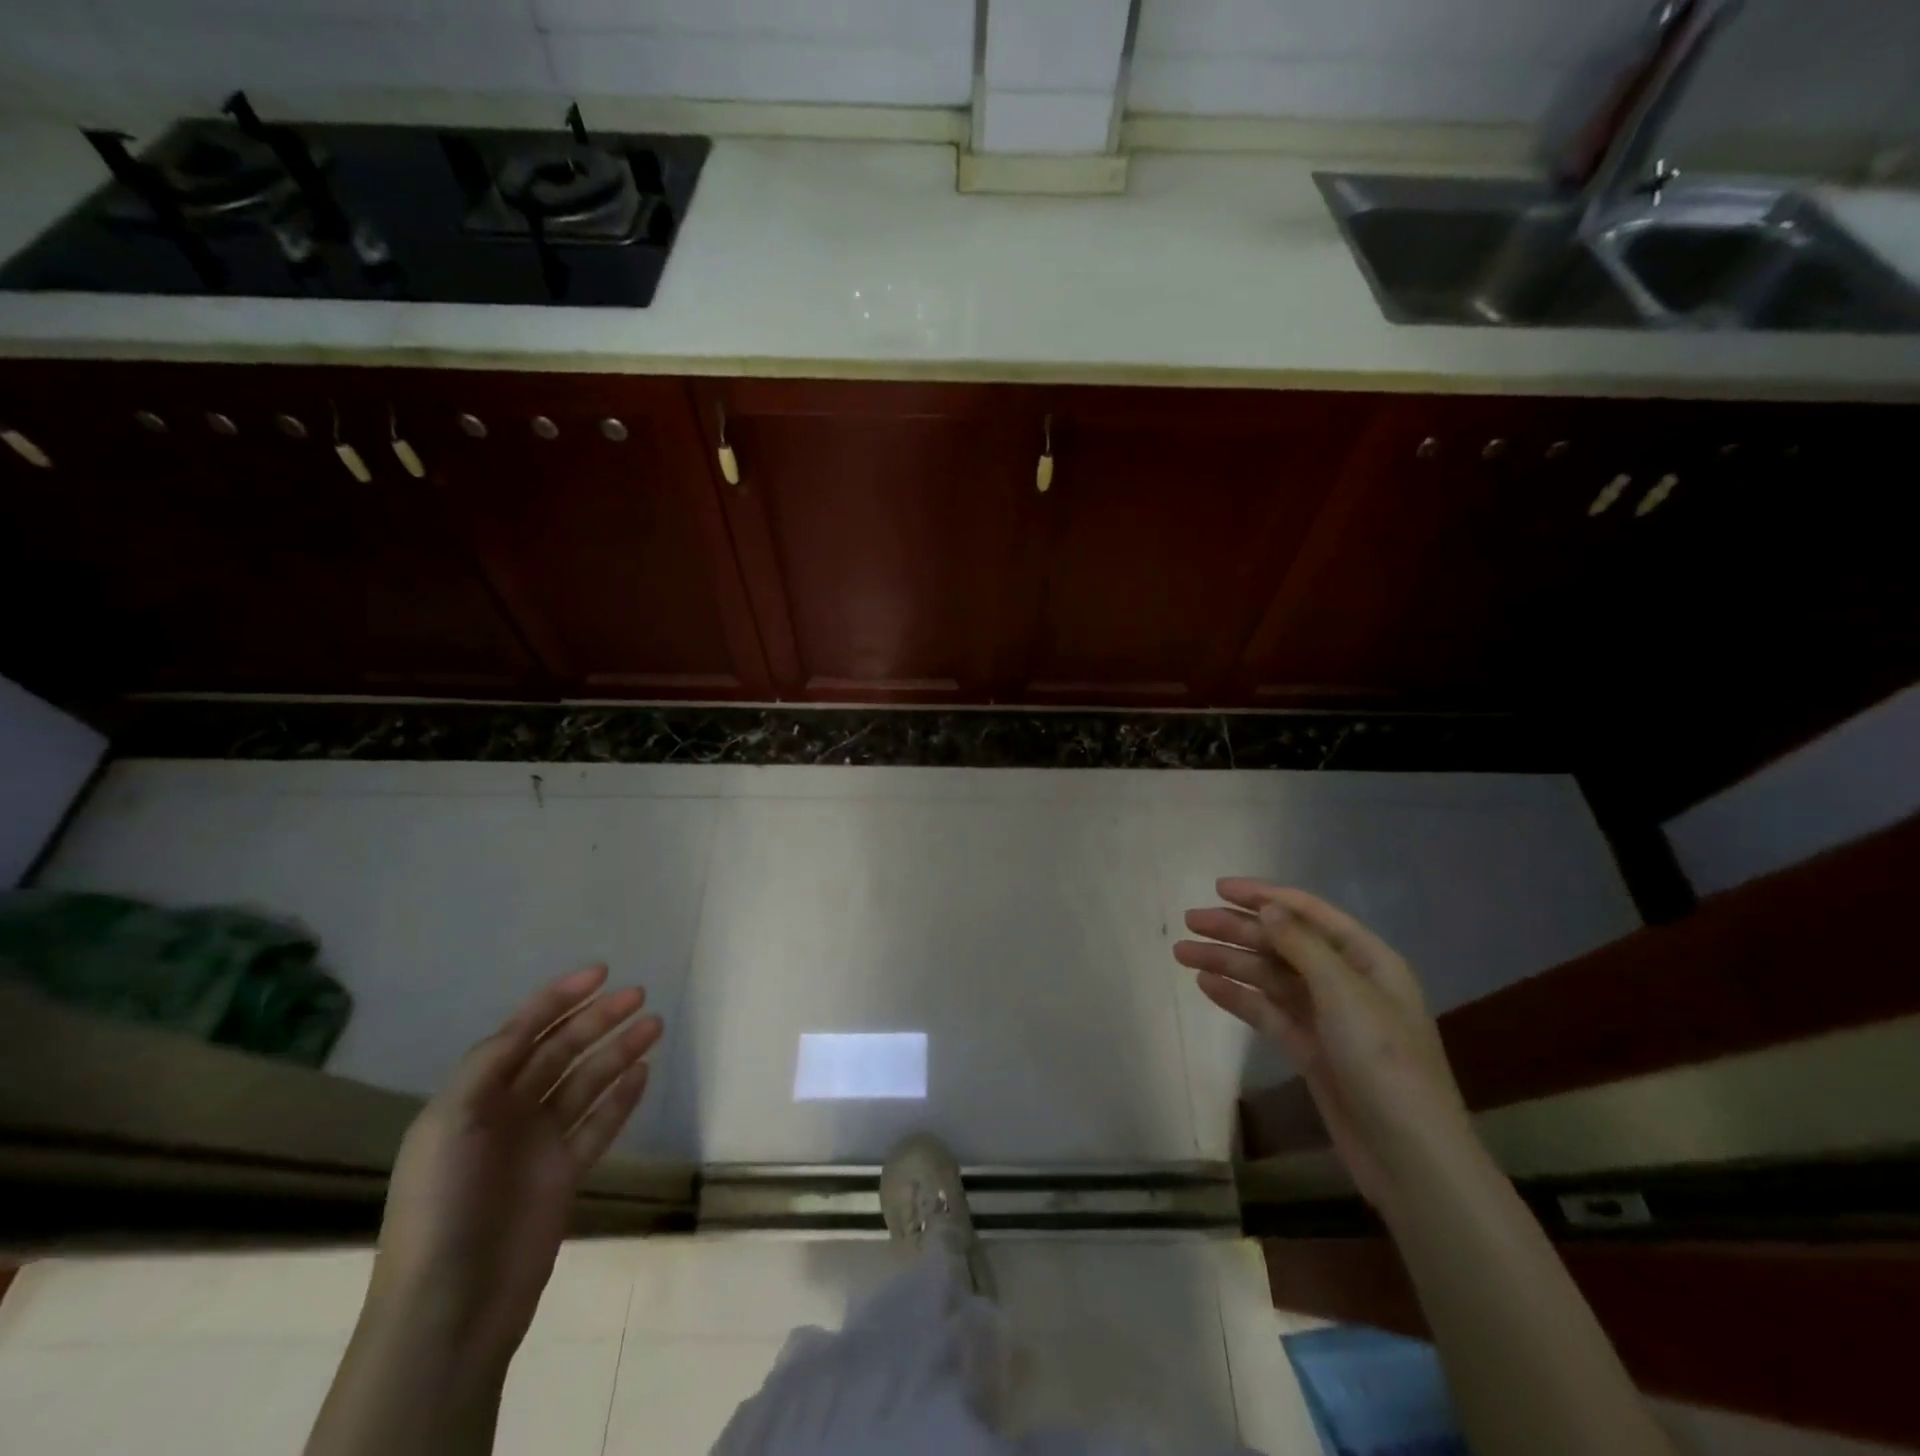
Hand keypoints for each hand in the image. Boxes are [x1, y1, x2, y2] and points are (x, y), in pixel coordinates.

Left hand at [365, 965, 662, 1369]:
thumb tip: (528, 1023)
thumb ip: (489, 1065)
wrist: (452, 1305)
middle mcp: (507, 1113)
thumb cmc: (443, 1204)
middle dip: (598, 1020)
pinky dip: (621, 1098)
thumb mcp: (450, 1123)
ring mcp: (539, 1144)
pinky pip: (599, 1124)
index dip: (558, 999)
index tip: (601, 973)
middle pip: (561, 1052)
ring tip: (654, 1026)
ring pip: (587, 1082)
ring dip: (618, 1051)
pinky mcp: (565, 1174)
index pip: (522, 1033)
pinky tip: (643, 1073)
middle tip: (639, 996)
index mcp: (474, 1098)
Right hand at [1174, 880, 1474, 1211]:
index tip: (1219, 888)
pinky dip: (1238, 997)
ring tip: (1182, 952)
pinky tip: (1206, 986)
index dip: (1264, 896)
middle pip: (1282, 943)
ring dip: (1228, 962)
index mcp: (1366, 959)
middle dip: (1236, 929)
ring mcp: (1326, 1017)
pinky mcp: (1310, 1050)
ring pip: (1269, 977)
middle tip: (1189, 920)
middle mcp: (1345, 981)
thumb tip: (1266, 905)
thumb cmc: (1383, 1062)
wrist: (1408, 1157)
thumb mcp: (1344, 992)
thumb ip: (1301, 944)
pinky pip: (1267, 1012)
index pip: (1308, 913)